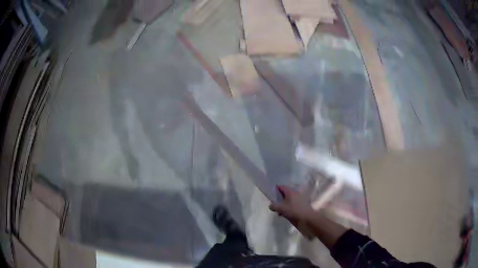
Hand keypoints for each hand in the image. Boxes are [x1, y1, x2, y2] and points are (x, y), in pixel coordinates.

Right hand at [269, 185, 313, 223]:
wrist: (306, 217)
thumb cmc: (293, 210)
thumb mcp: (280, 208)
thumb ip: (274, 206)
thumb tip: (271, 205)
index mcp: (290, 192)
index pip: (282, 187)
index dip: (276, 189)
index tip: (272, 192)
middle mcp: (295, 193)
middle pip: (285, 194)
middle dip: (280, 198)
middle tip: (275, 203)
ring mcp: (300, 199)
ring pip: (289, 200)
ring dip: (284, 204)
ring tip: (279, 211)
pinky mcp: (302, 205)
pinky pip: (293, 204)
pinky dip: (289, 207)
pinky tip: (286, 213)